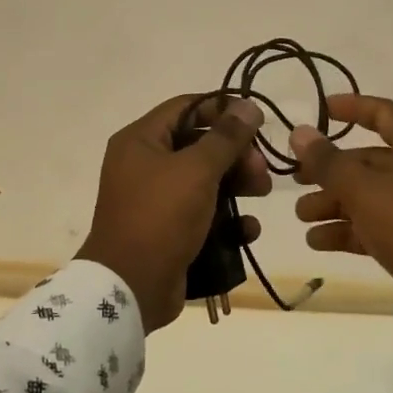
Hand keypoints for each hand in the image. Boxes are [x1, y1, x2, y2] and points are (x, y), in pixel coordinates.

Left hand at [75, 95, 270, 331]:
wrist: (130, 286)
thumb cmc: (161, 216)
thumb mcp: (197, 170)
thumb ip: (226, 137)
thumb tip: (248, 106)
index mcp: (140, 140)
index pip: (186, 107)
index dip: (222, 108)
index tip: (256, 120)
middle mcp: (144, 164)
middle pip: (199, 145)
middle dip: (235, 154)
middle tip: (262, 169)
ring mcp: (154, 200)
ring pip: (204, 180)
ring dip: (237, 185)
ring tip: (262, 194)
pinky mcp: (167, 231)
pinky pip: (202, 215)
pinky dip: (226, 219)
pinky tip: (247, 230)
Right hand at [291, 95, 392, 309]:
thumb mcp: (365, 190)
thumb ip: (329, 162)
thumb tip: (299, 133)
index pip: (384, 114)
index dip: (352, 108)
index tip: (320, 110)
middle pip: (368, 161)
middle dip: (329, 171)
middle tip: (296, 180)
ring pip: (368, 196)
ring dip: (333, 203)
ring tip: (302, 216)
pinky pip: (376, 227)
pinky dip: (348, 230)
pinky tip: (317, 241)